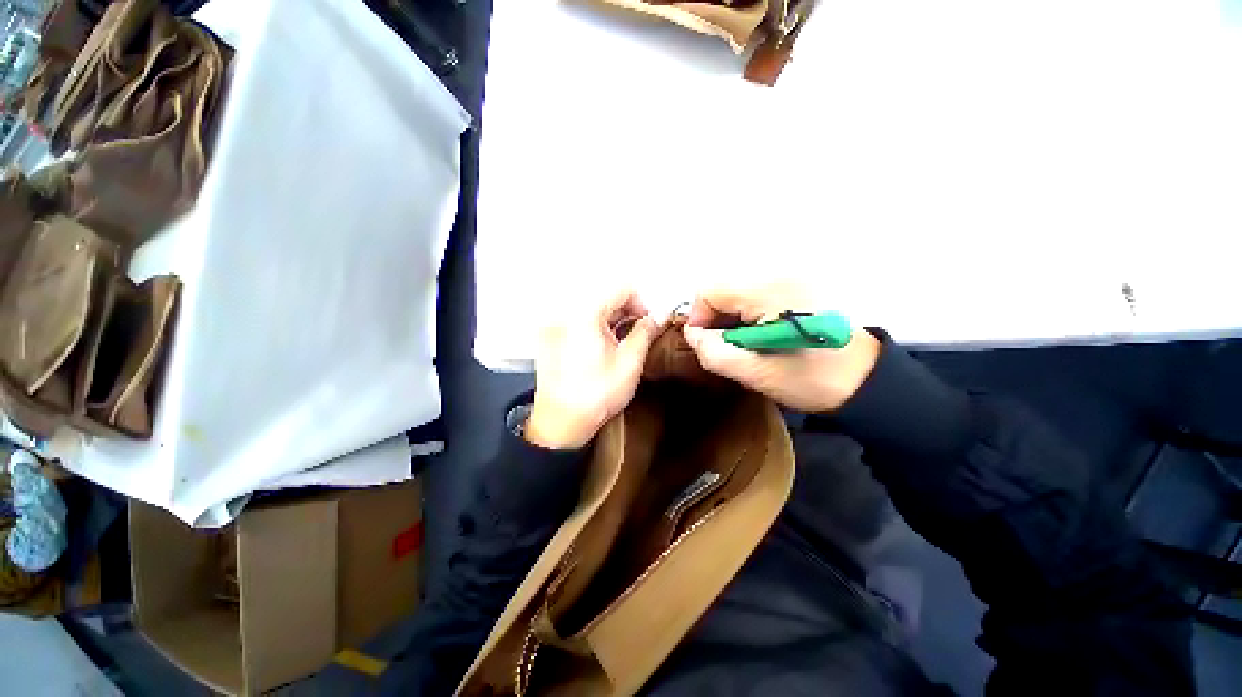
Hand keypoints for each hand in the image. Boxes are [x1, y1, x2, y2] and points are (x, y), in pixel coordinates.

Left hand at [526, 289, 659, 449]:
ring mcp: (555, 326)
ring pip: (592, 310)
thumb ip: (646, 332)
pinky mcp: (551, 338)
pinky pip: (579, 322)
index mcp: (585, 314)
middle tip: (638, 336)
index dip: (641, 303)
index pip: (621, 288)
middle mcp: (566, 313)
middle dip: (626, 312)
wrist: (561, 423)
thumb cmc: (596, 396)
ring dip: (612, 321)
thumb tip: (660, 315)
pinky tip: (603, 349)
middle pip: (604, 297)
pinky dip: (596, 328)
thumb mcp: (629, 362)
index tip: (647, 323)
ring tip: (621, 345)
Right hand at [682, 283, 879, 412]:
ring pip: (735, 289)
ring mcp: (790, 275)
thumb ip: (712, 351)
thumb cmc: (810, 379)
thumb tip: (692, 333)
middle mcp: (778, 273)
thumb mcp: (753, 372)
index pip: (709, 290)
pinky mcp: (797, 283)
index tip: (708, 344)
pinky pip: (753, 291)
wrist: (864, 380)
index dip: (699, 318)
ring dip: (730, 315)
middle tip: (728, 346)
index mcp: (768, 291)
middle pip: (721, 287)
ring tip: (745, 341)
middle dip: (714, 317)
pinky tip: (759, 332)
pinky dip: (746, 311)